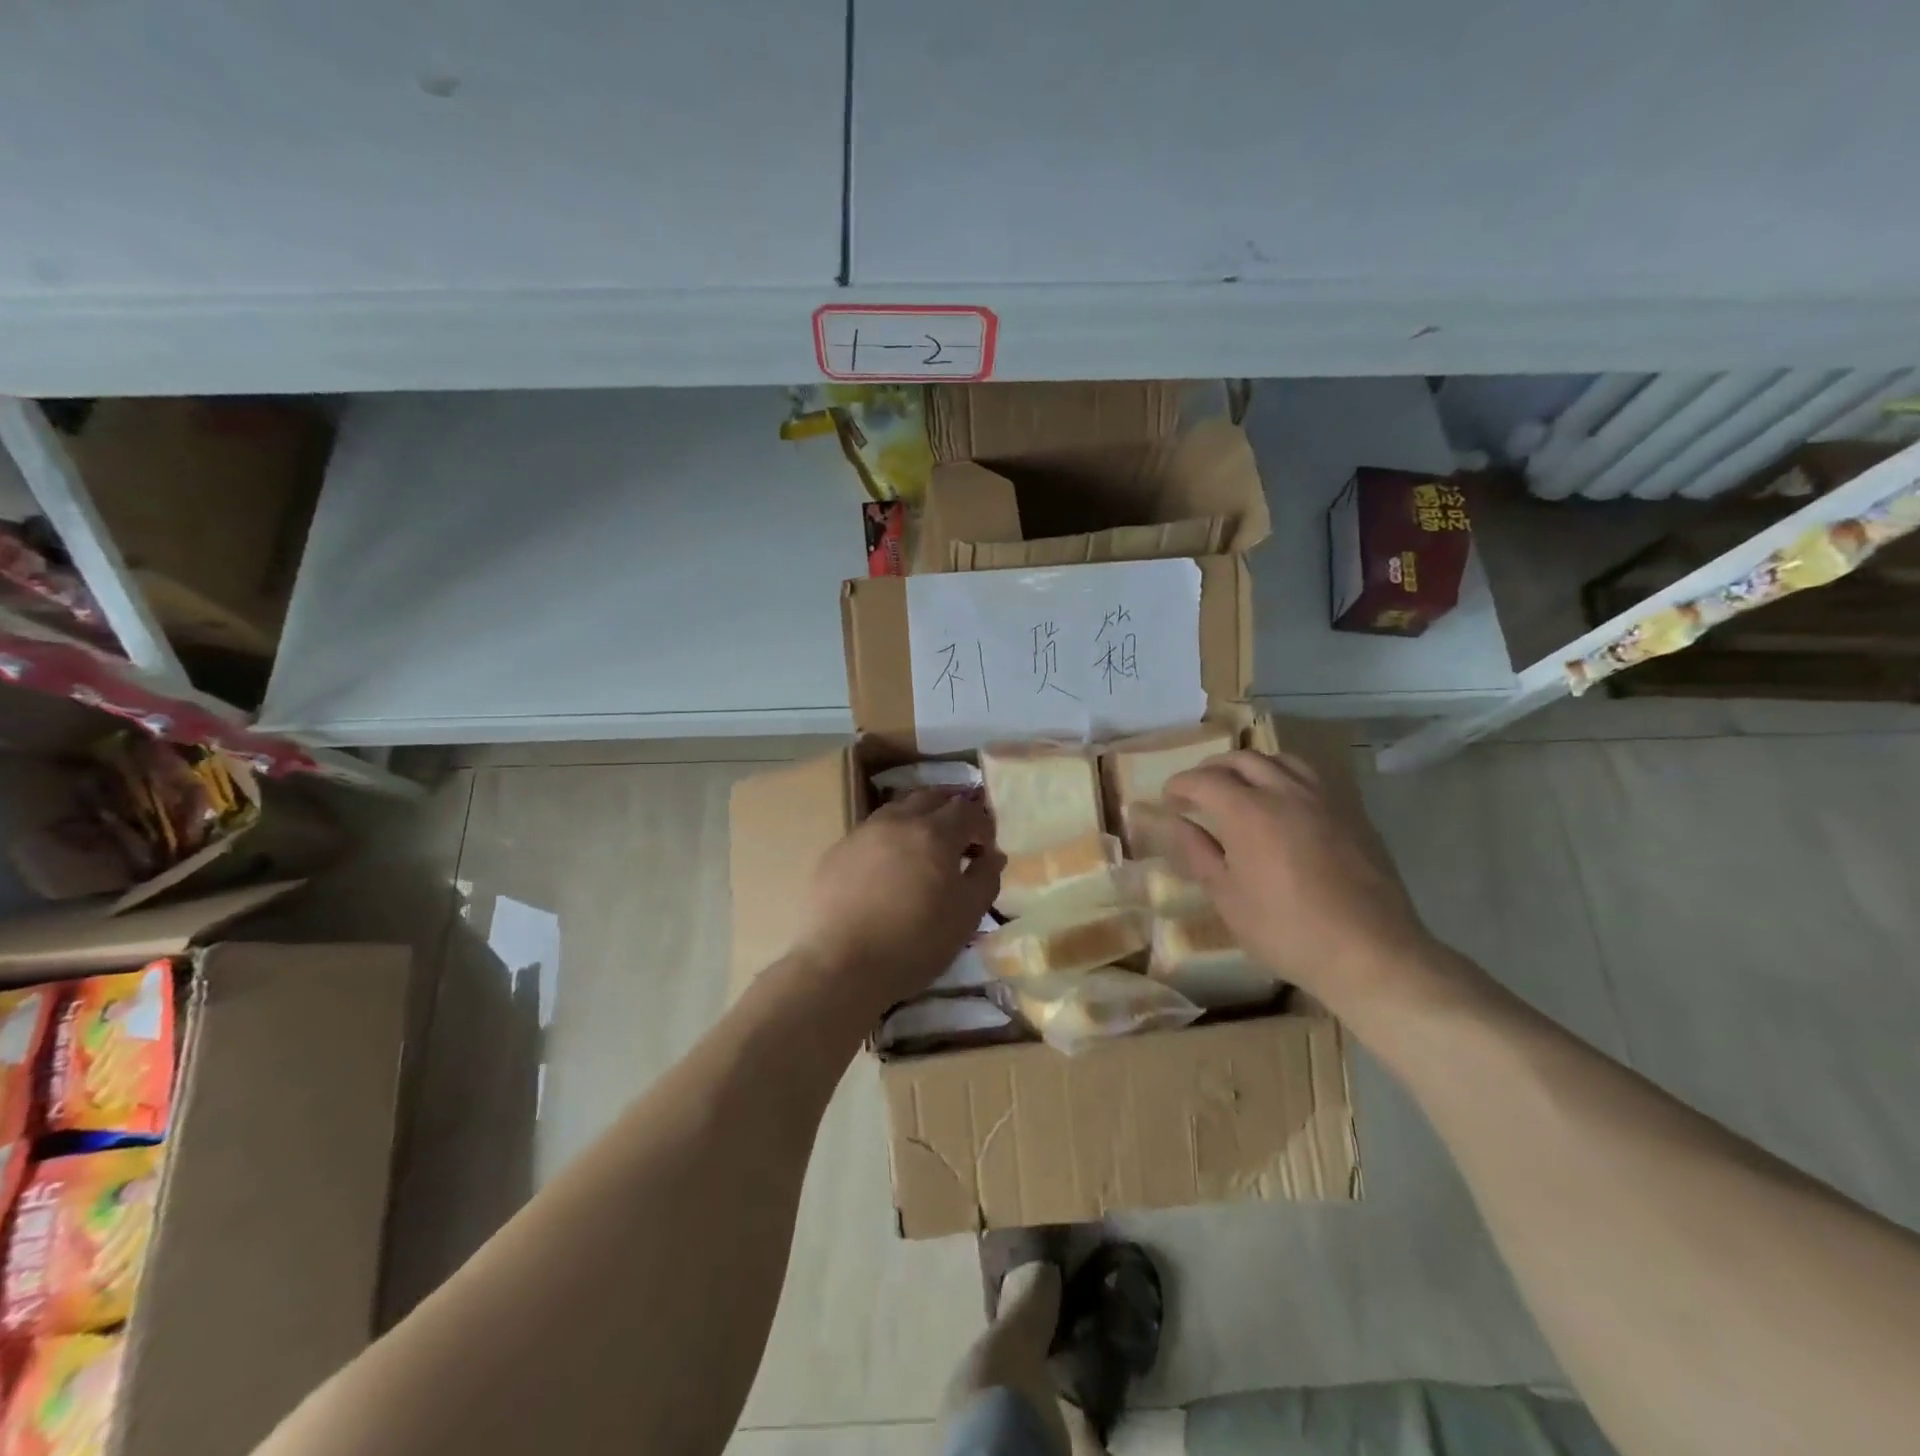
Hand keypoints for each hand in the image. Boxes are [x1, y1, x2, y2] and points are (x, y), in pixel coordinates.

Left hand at [796, 789, 1003, 1012]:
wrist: (842, 966)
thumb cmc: (915, 943)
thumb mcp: (966, 916)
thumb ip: (985, 879)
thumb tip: (993, 856)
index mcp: (934, 833)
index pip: (967, 810)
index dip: (983, 825)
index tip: (986, 849)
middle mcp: (898, 821)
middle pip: (930, 798)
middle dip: (950, 811)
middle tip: (959, 837)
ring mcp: (863, 833)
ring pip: (897, 810)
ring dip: (917, 819)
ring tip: (924, 848)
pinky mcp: (837, 851)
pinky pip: (871, 832)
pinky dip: (889, 839)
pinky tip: (888, 867)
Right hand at [1157, 751, 1439, 1015]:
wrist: (1370, 953)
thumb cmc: (1286, 931)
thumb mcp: (1227, 897)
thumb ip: (1196, 852)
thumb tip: (1171, 822)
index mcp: (1249, 812)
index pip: (1203, 780)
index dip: (1179, 785)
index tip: (1167, 800)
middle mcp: (1286, 792)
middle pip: (1242, 759)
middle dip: (1212, 769)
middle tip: (1197, 791)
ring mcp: (1324, 799)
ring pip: (1281, 760)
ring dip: (1252, 766)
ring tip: (1241, 788)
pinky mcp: (1352, 813)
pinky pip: (1312, 777)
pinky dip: (1285, 777)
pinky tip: (1284, 804)